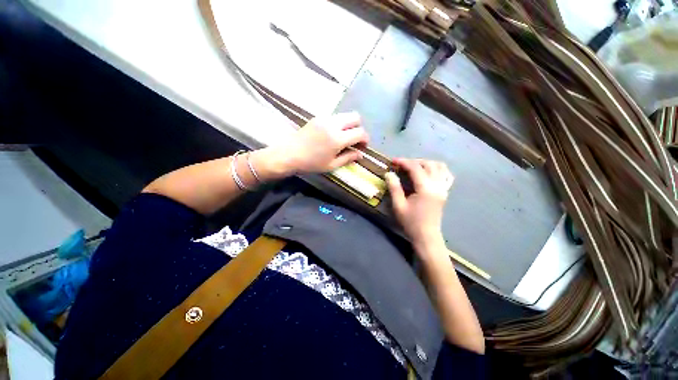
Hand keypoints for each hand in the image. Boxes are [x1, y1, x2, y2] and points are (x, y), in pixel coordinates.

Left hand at [268, 112, 368, 174]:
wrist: (288, 154)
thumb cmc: (311, 163)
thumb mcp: (331, 165)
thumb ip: (348, 158)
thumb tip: (360, 155)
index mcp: (337, 139)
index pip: (360, 132)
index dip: (365, 139)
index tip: (363, 146)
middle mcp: (333, 124)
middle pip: (355, 117)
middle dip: (359, 127)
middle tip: (354, 139)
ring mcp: (325, 118)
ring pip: (345, 115)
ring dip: (349, 124)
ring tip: (343, 137)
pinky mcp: (318, 117)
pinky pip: (335, 117)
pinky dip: (339, 123)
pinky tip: (332, 134)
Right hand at [386, 158, 453, 246]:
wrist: (426, 236)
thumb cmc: (411, 222)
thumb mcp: (398, 205)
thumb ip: (394, 188)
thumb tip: (389, 173)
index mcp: (425, 188)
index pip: (415, 168)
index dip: (404, 162)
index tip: (393, 161)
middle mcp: (437, 185)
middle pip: (428, 164)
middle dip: (414, 161)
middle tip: (402, 165)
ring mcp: (444, 188)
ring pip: (440, 167)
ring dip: (426, 163)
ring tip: (414, 167)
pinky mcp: (445, 192)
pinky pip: (447, 175)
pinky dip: (438, 169)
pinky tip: (430, 172)